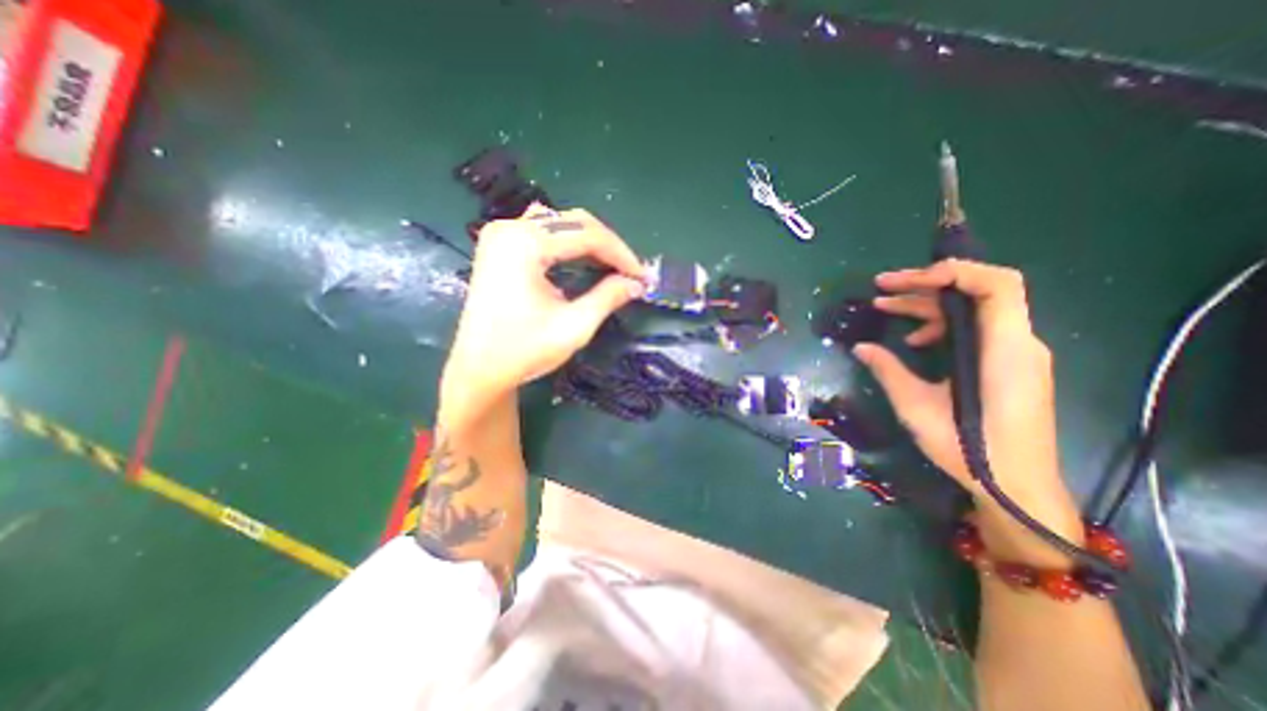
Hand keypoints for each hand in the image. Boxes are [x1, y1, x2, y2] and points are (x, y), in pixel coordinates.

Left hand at [443, 203, 643, 411]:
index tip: (642, 276)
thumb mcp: (574, 326)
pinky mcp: (500, 246)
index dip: (621, 254)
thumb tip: (636, 283)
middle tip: (630, 272)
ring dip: (591, 242)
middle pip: (574, 222)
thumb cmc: (524, 351)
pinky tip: (581, 259)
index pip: (587, 235)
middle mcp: (510, 228)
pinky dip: (569, 243)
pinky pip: (543, 231)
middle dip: (608, 247)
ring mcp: (501, 234)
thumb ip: (608, 298)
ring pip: (560, 223)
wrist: (479, 369)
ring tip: (612, 266)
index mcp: (524, 244)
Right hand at [849, 258, 1078, 564]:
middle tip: (881, 287)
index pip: (997, 285)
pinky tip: (914, 342)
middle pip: (977, 292)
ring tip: (885, 308)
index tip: (908, 281)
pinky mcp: (1007, 364)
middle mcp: (1017, 343)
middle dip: (926, 284)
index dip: (954, 272)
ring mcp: (1014, 353)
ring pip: (972, 310)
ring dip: (928, 305)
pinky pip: (975, 330)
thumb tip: (860, 347)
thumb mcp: (916, 406)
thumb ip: (888, 370)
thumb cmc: (968, 448)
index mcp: (1003, 350)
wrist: (1015, 485)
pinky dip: (942, 326)